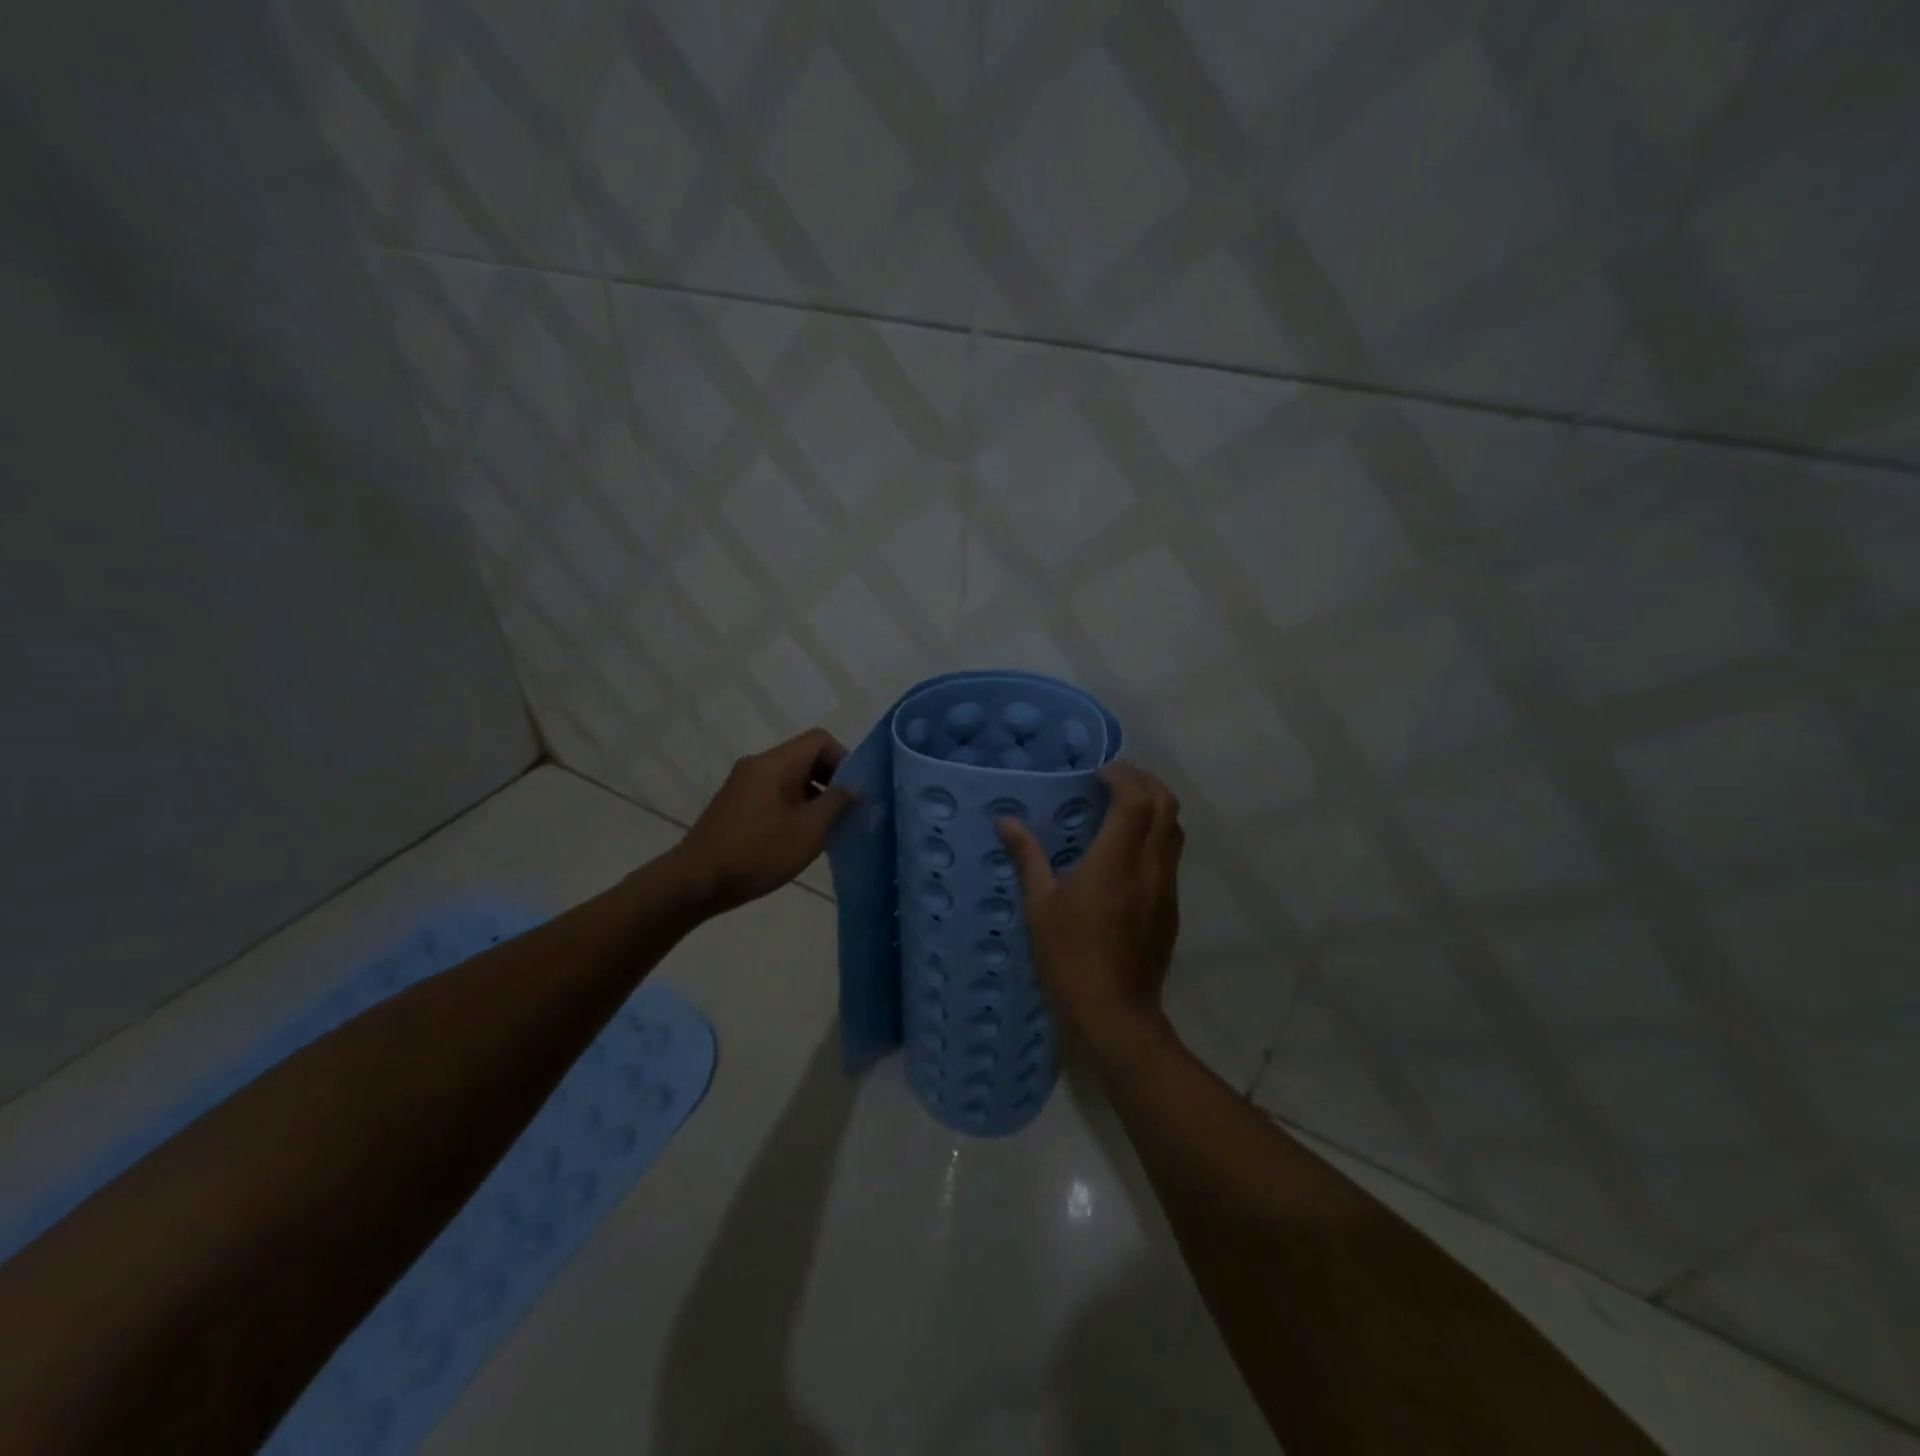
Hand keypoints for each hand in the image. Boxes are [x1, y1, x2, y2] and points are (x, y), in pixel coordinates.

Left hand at [667, 729, 851, 914]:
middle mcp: (757, 765)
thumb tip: (855, 786)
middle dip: (830, 779)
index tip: (852, 793)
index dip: (844, 760)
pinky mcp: (735, 804)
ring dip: (813, 796)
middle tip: (844, 813)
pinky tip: (797, 837)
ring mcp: (743, 784)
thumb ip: (837, 803)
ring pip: (790, 777)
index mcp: (774, 764)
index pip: (819, 740)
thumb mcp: (808, 831)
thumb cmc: (757, 854)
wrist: (696, 882)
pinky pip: (774, 792)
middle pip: (804, 756)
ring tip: (824, 829)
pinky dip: (793, 806)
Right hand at [996, 762, 1183, 1047]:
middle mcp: (1149, 867)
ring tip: (1122, 810)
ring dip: (1154, 809)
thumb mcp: (1038, 906)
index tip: (1098, 774)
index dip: (1122, 775)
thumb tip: (1005, 821)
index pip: (1136, 799)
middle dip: (1144, 782)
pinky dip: (1155, 838)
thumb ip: (1027, 856)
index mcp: (1115, 862)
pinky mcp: (1171, 909)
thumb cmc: (1068, 957)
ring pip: (1175, 831)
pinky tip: (1126, 855)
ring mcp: (1165, 889)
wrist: (1113, 1015)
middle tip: (1113, 782)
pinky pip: (1170, 857)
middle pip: (1167, 806)